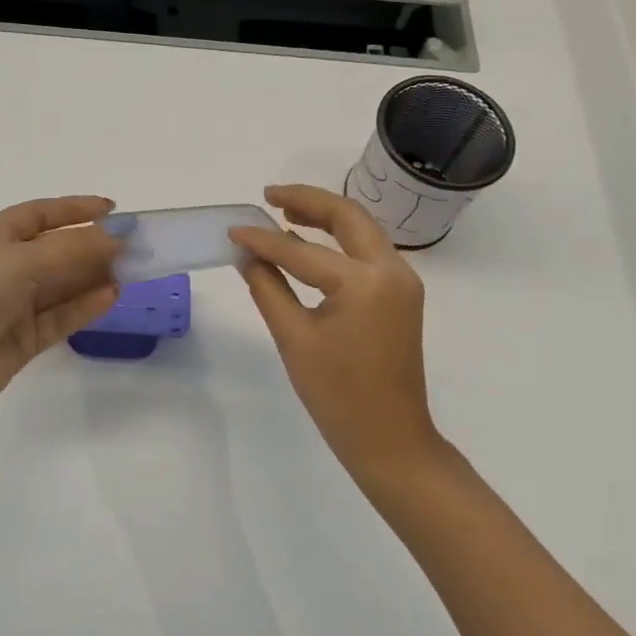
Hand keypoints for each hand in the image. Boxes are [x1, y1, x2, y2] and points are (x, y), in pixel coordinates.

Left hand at [0, 195, 121, 415]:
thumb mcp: (24, 259)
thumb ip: (73, 248)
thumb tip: (115, 238)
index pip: (41, 214)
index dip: (75, 209)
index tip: (112, 209)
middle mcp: (5, 266)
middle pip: (57, 250)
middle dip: (92, 246)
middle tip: (132, 246)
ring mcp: (15, 304)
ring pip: (62, 285)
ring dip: (93, 276)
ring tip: (130, 271)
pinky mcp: (25, 337)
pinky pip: (61, 316)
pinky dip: (85, 306)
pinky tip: (111, 296)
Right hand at [230, 184, 442, 482]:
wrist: (390, 439)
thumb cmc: (337, 395)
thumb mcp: (294, 339)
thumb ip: (268, 288)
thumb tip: (248, 256)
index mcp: (364, 283)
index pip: (302, 250)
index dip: (263, 239)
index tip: (233, 229)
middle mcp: (391, 270)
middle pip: (348, 216)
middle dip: (307, 200)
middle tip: (268, 196)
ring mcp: (402, 281)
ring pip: (362, 229)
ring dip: (326, 215)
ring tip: (284, 211)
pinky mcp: (400, 294)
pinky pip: (367, 251)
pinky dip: (339, 239)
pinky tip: (310, 243)